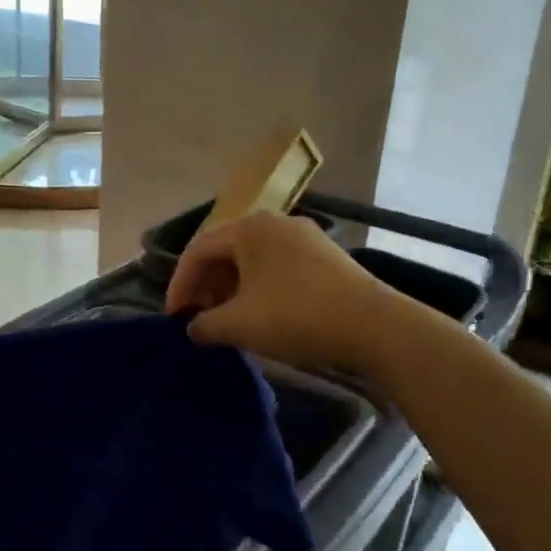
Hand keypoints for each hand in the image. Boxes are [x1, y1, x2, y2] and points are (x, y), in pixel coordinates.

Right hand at [165, 211, 425, 380]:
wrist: (376, 327)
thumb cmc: (296, 316)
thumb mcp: (239, 324)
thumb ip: (204, 325)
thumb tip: (193, 328)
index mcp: (248, 228)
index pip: (197, 251)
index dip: (179, 285)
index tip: (174, 318)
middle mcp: (273, 222)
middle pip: (224, 251)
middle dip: (205, 286)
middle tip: (198, 318)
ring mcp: (303, 237)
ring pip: (251, 260)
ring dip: (231, 289)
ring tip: (227, 320)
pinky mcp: (324, 256)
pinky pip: (276, 266)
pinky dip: (258, 288)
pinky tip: (260, 315)